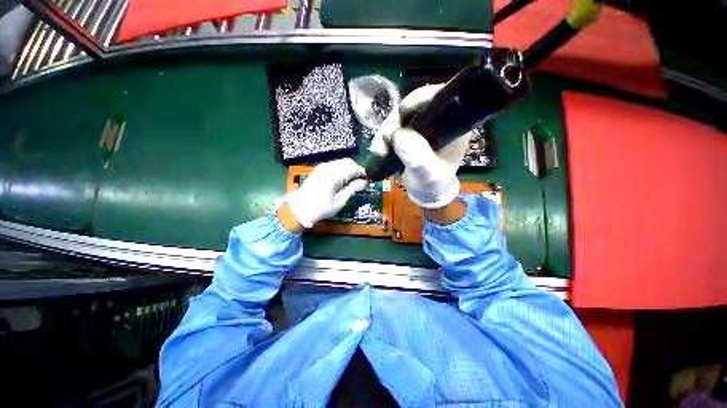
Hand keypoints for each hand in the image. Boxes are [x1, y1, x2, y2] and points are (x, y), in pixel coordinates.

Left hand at [284, 158, 368, 228]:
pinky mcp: (320, 169)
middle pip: (348, 162)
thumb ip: (352, 189)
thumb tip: (364, 182)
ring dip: (349, 170)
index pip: (354, 168)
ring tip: (352, 182)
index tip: (367, 181)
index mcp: (334, 175)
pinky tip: (342, 180)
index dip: (362, 173)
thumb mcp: (339, 201)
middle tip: (360, 182)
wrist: (299, 208)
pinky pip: (335, 164)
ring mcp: (323, 167)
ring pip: (342, 162)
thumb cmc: (321, 208)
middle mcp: (329, 167)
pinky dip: (342, 170)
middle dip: (356, 170)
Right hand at [369, 84, 472, 209]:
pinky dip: (383, 138)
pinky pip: (393, 129)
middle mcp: (437, 120)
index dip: (416, 101)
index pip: (437, 98)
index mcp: (452, 123)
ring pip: (398, 119)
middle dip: (394, 122)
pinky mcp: (409, 134)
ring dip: (385, 133)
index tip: (400, 115)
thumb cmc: (432, 184)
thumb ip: (418, 157)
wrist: (426, 194)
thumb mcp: (428, 174)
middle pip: (412, 107)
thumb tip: (398, 135)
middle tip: (383, 141)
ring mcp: (421, 127)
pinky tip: (378, 151)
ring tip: (378, 151)